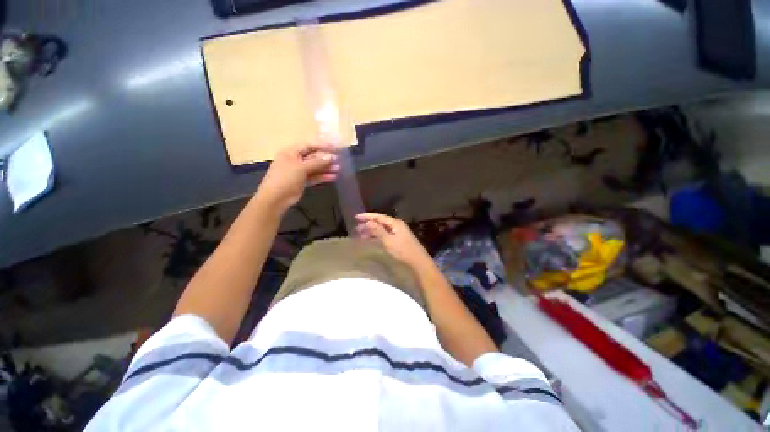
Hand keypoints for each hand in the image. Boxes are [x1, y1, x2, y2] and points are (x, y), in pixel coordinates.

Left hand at [257, 143, 339, 211]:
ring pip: (315, 168)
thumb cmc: (285, 178)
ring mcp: (298, 171)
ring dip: (326, 168)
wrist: (275, 199)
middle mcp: (295, 160)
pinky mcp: (302, 182)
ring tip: (338, 170)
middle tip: (339, 161)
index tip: (335, 149)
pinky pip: (314, 177)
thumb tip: (331, 157)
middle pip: (313, 157)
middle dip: (326, 159)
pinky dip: (323, 177)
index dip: (322, 146)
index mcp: (291, 152)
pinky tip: (333, 177)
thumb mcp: (301, 167)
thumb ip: (317, 162)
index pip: (309, 146)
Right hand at [355, 213, 435, 271]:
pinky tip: (371, 239)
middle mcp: (396, 225)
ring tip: (360, 234)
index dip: (367, 216)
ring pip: (382, 229)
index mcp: (395, 223)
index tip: (356, 217)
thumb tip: (369, 222)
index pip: (379, 217)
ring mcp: (398, 232)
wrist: (417, 261)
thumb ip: (378, 231)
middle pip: (380, 222)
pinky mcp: (398, 239)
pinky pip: (385, 234)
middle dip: (368, 224)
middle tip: (356, 228)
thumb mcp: (388, 240)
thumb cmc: (403, 250)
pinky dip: (377, 236)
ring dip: (371, 231)